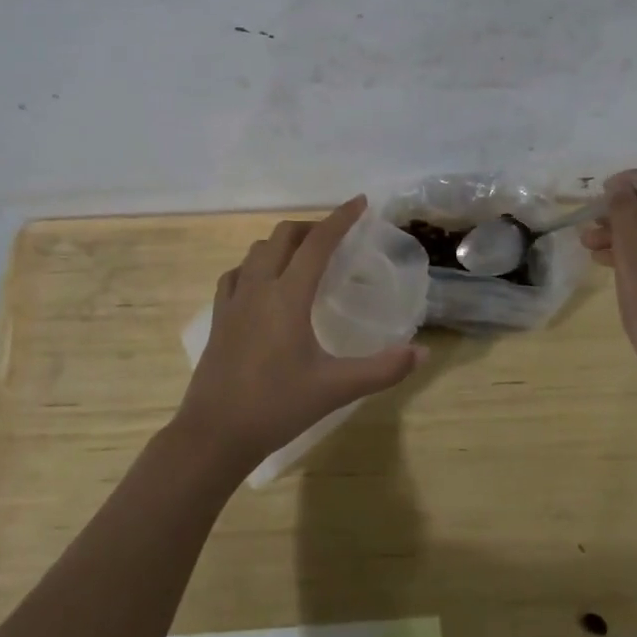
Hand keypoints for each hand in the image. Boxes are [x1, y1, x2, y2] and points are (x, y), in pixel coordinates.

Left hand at [172, 195, 424, 475]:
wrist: (214, 434)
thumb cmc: (277, 406)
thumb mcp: (336, 388)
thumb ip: (382, 370)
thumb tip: (422, 353)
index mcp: (288, 296)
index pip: (318, 243)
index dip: (341, 218)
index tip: (361, 202)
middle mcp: (258, 288)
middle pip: (283, 237)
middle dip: (312, 227)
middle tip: (336, 238)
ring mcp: (233, 302)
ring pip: (257, 252)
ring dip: (283, 244)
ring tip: (304, 258)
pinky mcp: (218, 318)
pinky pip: (236, 274)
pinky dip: (255, 265)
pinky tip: (263, 284)